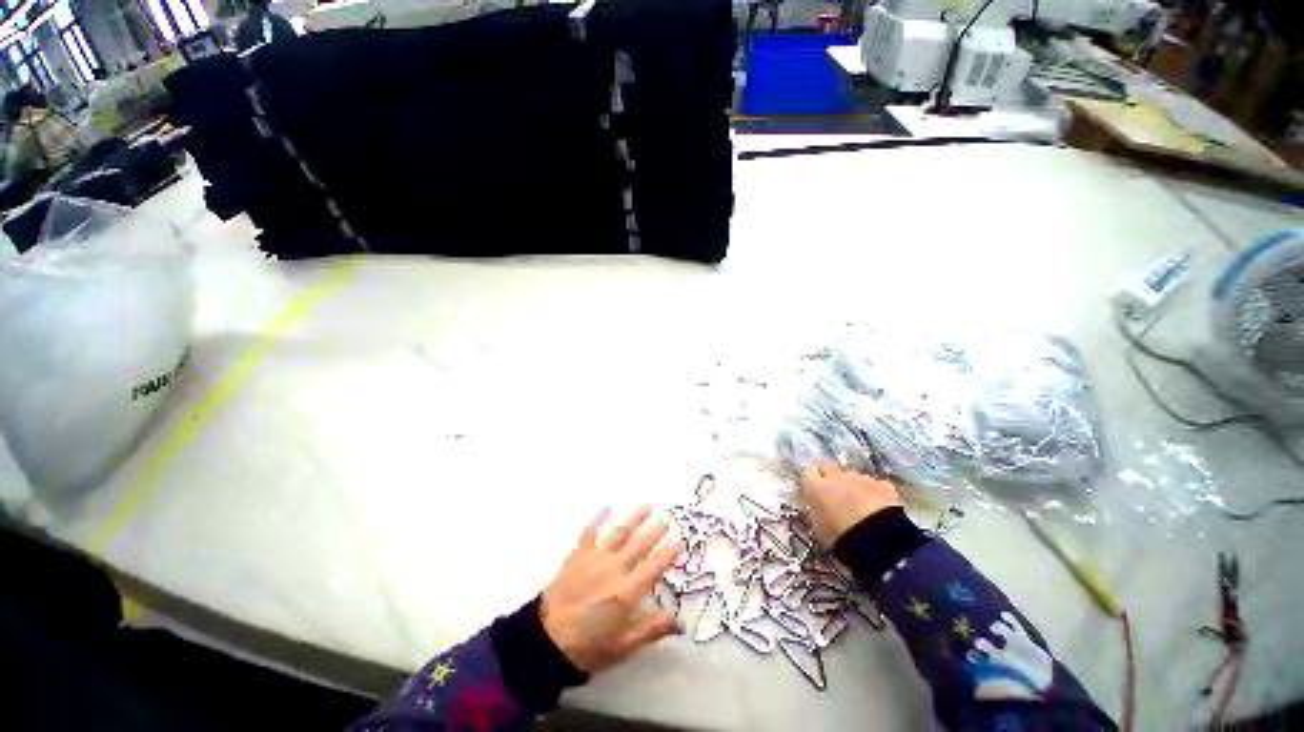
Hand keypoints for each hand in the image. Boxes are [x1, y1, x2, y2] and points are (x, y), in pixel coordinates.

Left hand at [540, 505, 682, 673]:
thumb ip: (651, 629)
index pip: (654, 567)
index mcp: (627, 592)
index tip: (679, 540)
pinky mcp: (578, 555)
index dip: (668, 553)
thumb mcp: (624, 646)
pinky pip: (590, 532)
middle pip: (639, 545)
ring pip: (620, 533)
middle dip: (654, 530)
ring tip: (647, 505)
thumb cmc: (589, 647)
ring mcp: (595, 558)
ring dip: (634, 518)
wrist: (546, 641)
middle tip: (665, 518)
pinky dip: (599, 518)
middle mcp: (614, 569)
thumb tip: (678, 622)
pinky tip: (607, 506)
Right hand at [799, 463, 901, 545]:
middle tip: (835, 496)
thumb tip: (817, 508)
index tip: (813, 492)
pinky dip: (875, 492)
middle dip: (831, 478)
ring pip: (853, 476)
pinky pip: (875, 484)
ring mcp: (860, 478)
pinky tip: (879, 507)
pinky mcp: (882, 484)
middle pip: (829, 469)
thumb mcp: (820, 527)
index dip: (811, 481)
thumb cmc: (841, 537)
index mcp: (815, 487)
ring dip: (853, 486)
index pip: (807, 473)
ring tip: (859, 505)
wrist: (879, 540)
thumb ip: (816, 511)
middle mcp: (836, 476)